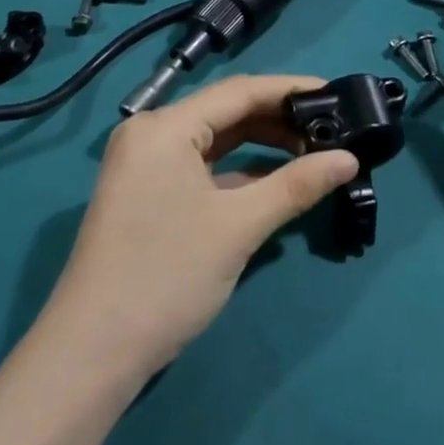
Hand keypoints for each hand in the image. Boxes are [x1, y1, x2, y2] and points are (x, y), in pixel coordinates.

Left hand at [46, 75, 358, 374]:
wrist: (92, 354)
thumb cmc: (167, 276)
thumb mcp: (239, 226)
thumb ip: (296, 185)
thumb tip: (350, 160)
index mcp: (165, 127)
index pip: (240, 91)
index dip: (291, 90)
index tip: (337, 92)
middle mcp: (152, 134)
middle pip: (228, 112)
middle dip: (280, 120)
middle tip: (332, 129)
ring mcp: (147, 165)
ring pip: (217, 141)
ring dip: (263, 147)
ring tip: (314, 153)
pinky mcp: (150, 193)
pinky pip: (204, 167)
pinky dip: (240, 171)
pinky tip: (277, 181)